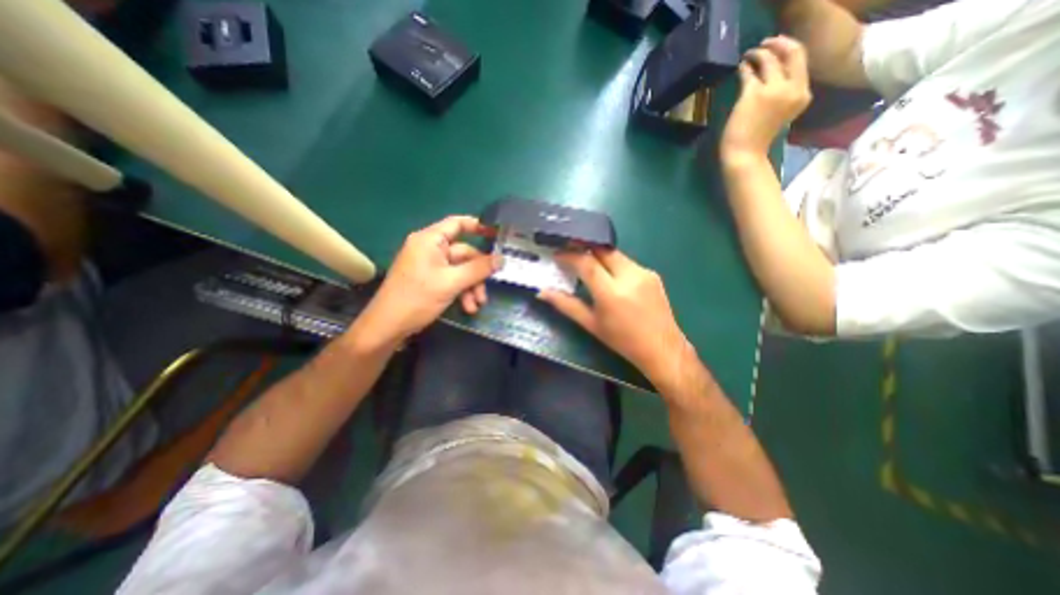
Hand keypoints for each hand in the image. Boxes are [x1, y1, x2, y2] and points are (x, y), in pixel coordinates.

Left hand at [349, 215, 496, 347]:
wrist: (388, 326)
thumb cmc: (417, 298)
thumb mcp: (452, 282)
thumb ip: (478, 269)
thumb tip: (502, 259)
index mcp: (430, 240)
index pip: (457, 223)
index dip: (478, 226)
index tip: (497, 234)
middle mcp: (430, 248)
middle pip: (464, 253)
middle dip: (477, 274)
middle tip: (485, 292)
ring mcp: (430, 265)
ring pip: (461, 270)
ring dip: (471, 287)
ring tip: (476, 305)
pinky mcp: (430, 279)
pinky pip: (452, 279)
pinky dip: (461, 292)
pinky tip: (467, 308)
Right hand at [542, 248, 691, 386]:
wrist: (662, 348)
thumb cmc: (622, 341)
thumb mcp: (591, 324)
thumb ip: (566, 305)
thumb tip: (542, 292)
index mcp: (611, 292)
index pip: (586, 262)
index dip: (569, 255)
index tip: (558, 255)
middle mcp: (629, 276)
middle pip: (601, 250)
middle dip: (584, 249)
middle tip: (571, 255)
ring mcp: (644, 272)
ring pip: (615, 254)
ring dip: (599, 257)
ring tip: (589, 267)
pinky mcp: (652, 273)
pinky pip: (627, 262)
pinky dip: (614, 265)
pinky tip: (611, 277)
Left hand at [721, 38, 812, 160]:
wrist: (744, 155)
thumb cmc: (758, 140)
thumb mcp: (781, 113)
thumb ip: (784, 95)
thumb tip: (773, 78)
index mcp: (803, 95)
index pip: (802, 61)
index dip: (790, 49)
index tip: (778, 46)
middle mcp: (793, 88)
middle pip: (792, 52)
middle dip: (778, 43)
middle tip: (764, 43)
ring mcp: (773, 90)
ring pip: (769, 59)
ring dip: (758, 52)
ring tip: (749, 54)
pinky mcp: (752, 94)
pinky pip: (749, 73)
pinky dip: (744, 67)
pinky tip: (740, 67)